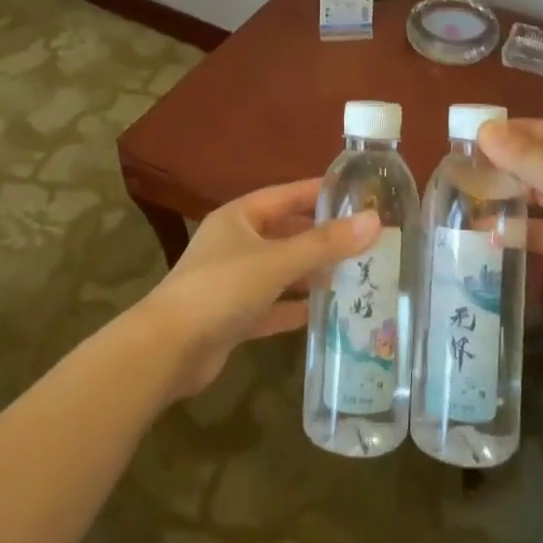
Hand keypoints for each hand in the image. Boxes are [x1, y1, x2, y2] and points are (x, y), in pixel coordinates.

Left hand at [135, 180, 379, 399]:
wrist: (168, 350)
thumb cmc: (222, 289)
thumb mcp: (278, 261)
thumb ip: (326, 243)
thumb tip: (374, 220)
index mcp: (240, 217)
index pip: (288, 195)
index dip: (321, 192)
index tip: (358, 192)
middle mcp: (235, 243)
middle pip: (286, 233)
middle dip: (322, 237)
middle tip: (365, 239)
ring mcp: (232, 281)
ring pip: (281, 271)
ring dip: (311, 273)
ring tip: (354, 274)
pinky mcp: (232, 316)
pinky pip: (272, 305)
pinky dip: (294, 307)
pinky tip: (323, 312)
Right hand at [478, 119, 542, 319]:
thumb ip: (524, 158)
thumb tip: (483, 129)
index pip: (533, 131)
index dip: (499, 135)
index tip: (460, 143)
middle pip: (532, 163)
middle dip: (497, 170)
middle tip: (456, 177)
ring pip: (534, 197)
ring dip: (505, 201)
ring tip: (464, 205)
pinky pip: (542, 230)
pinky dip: (519, 232)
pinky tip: (488, 237)